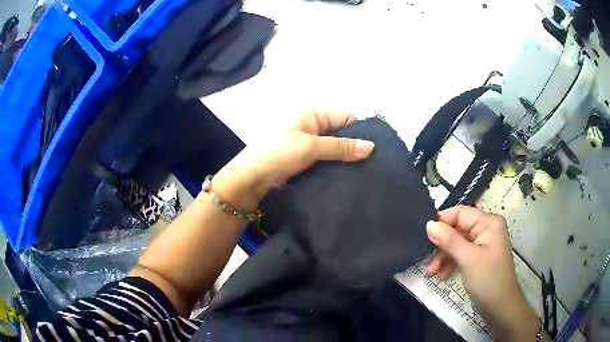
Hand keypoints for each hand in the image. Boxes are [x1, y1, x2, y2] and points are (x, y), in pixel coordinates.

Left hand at [212, 109, 374, 211]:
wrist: (250, 179)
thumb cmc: (277, 154)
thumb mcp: (310, 147)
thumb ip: (341, 147)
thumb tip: (371, 147)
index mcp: (312, 113)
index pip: (345, 117)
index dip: (360, 131)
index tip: (374, 151)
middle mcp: (312, 125)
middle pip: (341, 132)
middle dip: (354, 146)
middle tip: (371, 165)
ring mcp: (308, 142)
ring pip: (335, 147)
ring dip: (345, 158)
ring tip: (364, 173)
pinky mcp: (305, 158)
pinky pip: (326, 159)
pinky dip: (335, 166)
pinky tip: (347, 176)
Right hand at [425, 205, 539, 341]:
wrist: (499, 307)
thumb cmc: (488, 279)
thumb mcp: (468, 258)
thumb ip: (449, 240)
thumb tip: (429, 224)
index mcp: (488, 223)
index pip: (461, 213)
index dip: (442, 221)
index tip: (423, 234)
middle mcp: (485, 229)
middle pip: (457, 229)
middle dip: (441, 245)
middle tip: (425, 259)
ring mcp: (482, 244)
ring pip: (456, 243)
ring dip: (443, 257)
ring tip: (431, 273)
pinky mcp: (477, 258)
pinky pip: (460, 254)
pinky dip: (450, 263)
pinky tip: (442, 275)